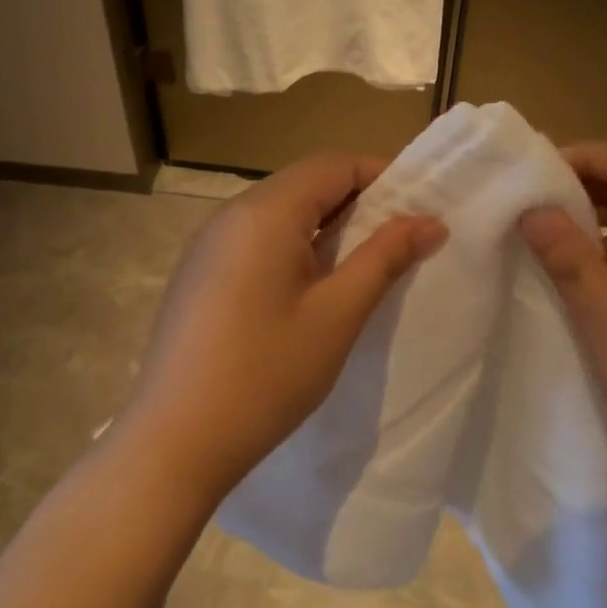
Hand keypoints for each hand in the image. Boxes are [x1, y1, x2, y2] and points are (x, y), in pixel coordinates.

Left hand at [115, 154, 446, 502]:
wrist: (175, 442)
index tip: (420, 208)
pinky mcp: (198, 274)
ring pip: (279, 213)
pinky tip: (310, 288)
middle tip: (400, 240)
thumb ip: (385, 258)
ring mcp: (207, 244)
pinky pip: (255, 240)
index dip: (382, 176)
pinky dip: (294, 247)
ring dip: (326, 226)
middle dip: (357, 201)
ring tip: (363, 265)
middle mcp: (230, 214)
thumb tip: (430, 222)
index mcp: (264, 212)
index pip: (333, 165)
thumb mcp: (337, 314)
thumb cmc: (266, 374)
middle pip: (304, 184)